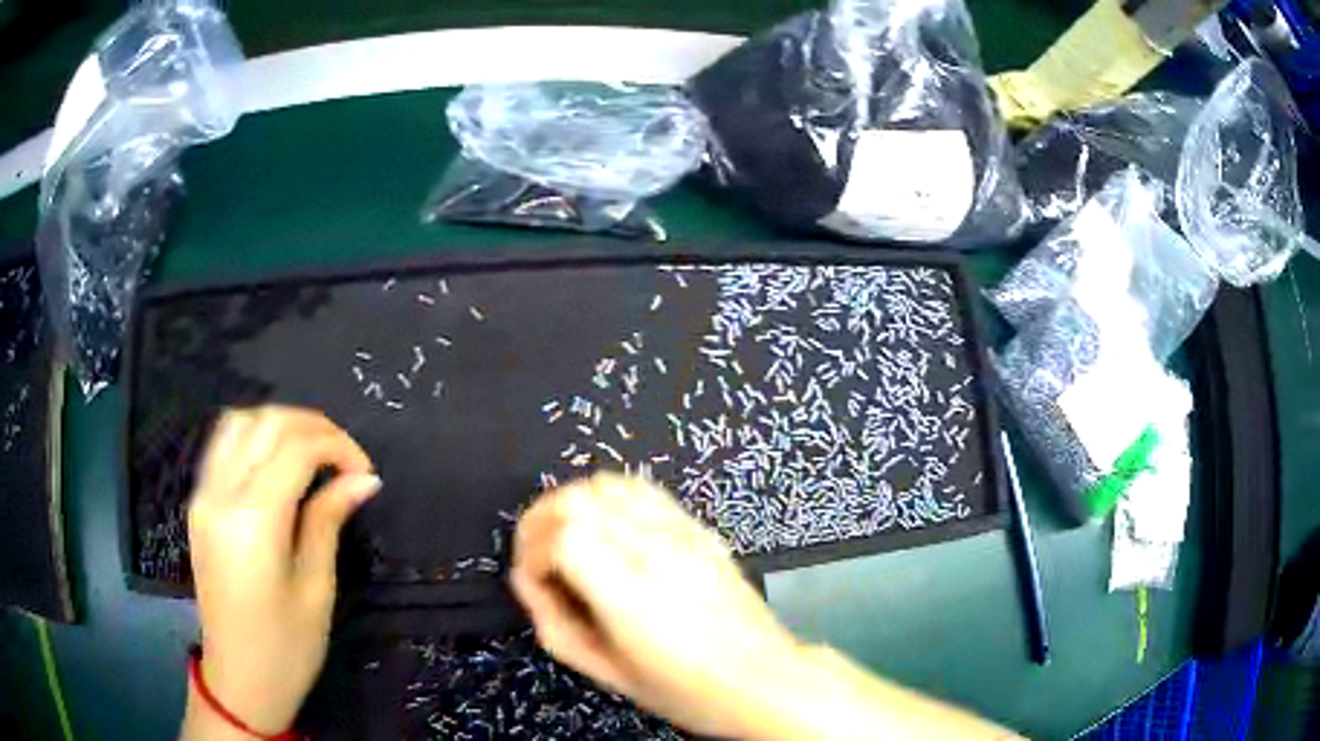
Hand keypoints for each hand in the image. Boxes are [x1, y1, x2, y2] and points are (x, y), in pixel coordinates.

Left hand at [186, 406, 378, 734]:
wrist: (239, 679)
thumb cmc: (287, 648)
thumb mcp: (317, 588)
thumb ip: (329, 521)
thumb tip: (364, 480)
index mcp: (254, 520)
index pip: (296, 448)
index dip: (338, 447)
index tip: (366, 473)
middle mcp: (222, 494)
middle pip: (266, 423)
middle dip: (313, 426)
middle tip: (346, 458)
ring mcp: (204, 495)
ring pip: (239, 422)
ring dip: (280, 424)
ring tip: (313, 452)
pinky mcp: (198, 504)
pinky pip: (223, 445)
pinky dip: (254, 436)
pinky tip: (277, 461)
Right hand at [510, 473, 801, 737]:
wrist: (761, 677)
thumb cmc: (684, 690)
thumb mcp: (607, 673)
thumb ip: (555, 625)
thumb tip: (529, 581)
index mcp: (632, 594)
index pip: (565, 534)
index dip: (532, 550)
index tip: (534, 579)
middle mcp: (655, 551)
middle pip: (579, 498)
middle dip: (540, 521)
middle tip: (536, 557)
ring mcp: (682, 534)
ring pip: (608, 483)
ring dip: (571, 502)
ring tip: (564, 538)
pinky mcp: (698, 529)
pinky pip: (642, 490)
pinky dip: (608, 497)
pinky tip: (605, 528)